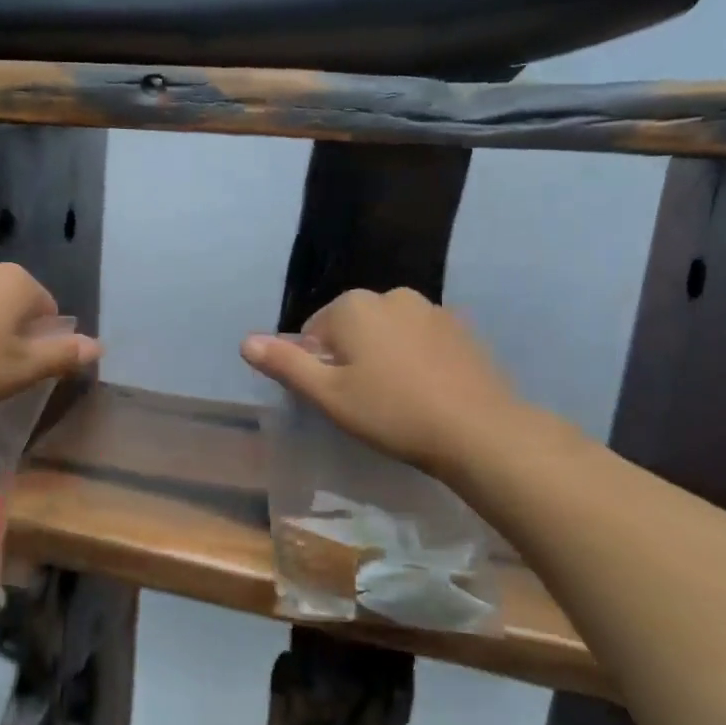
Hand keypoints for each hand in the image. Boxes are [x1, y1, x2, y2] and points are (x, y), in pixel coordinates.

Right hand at [241, 288, 524, 477]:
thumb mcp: (328, 395)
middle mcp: (390, 294)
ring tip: (396, 398)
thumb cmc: (392, 412)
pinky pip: (420, 339)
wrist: (479, 430)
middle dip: (349, 357)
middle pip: (351, 327)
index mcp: (353, 306)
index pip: (314, 330)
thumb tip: (246, 341)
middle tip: (362, 400)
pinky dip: (414, 358)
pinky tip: (425, 391)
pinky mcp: (460, 328)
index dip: (317, 366)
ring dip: (382, 356)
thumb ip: (286, 364)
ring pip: (387, 332)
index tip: (335, 397)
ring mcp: (430, 309)